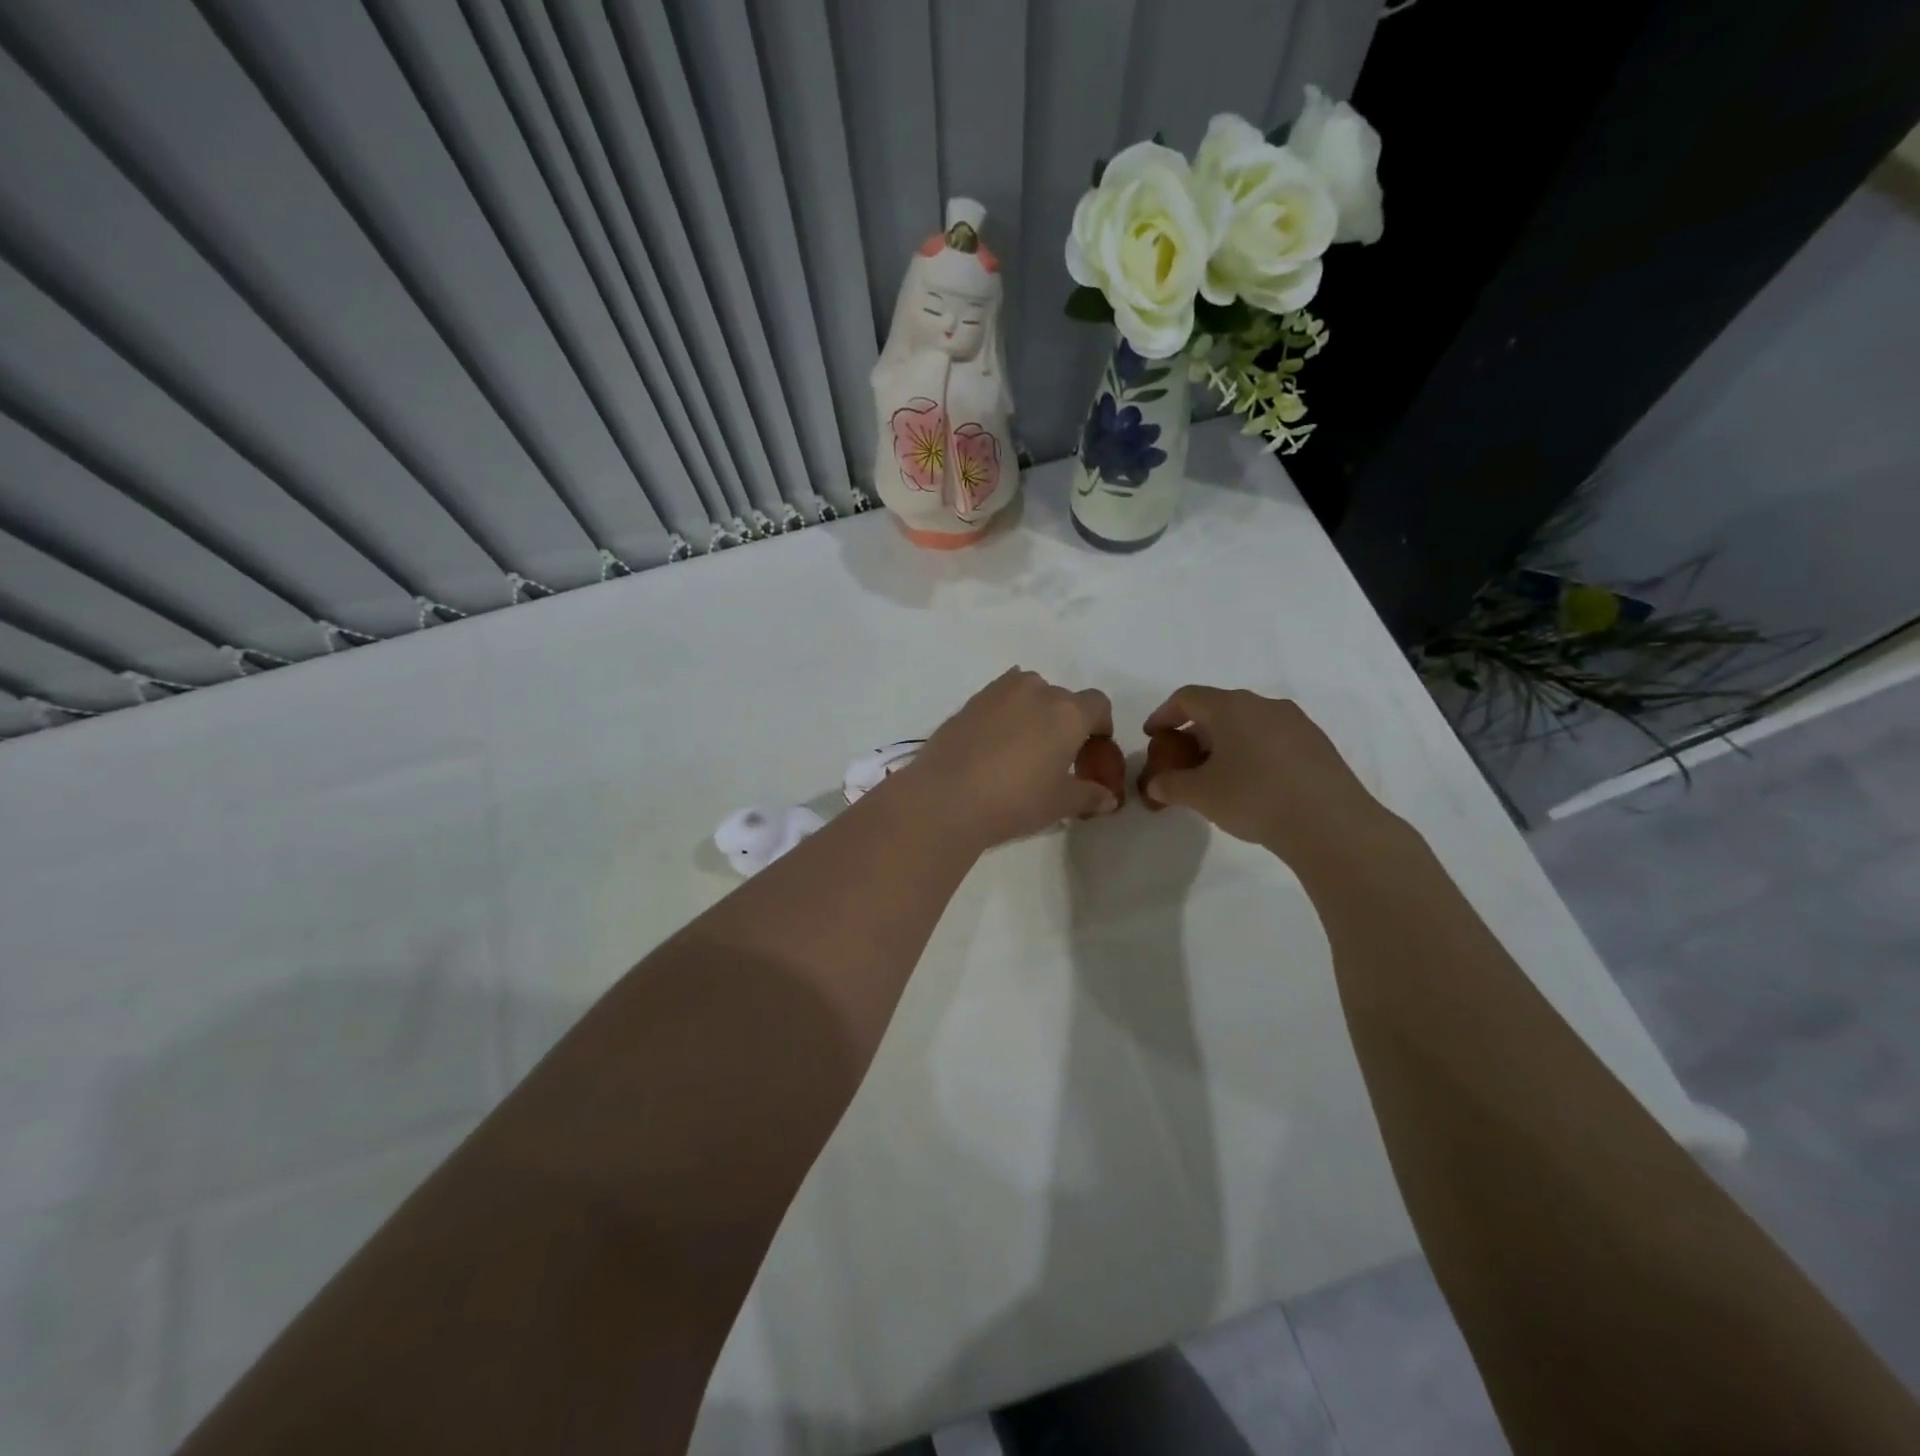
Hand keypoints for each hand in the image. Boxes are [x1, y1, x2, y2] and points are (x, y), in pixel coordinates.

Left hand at [900, 669, 1114, 848]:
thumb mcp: (1059, 803)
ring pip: (1028, 692)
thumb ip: (1088, 795)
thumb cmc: (1015, 800)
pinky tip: (993, 743)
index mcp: (1068, 712)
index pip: (1098, 704)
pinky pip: (998, 699)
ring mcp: (999, 692)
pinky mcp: (969, 702)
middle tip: (1055, 756)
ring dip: (1033, 711)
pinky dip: (1004, 713)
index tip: (1091, 750)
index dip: (1100, 725)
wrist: (947, 797)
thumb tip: (1108, 798)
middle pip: (1062, 698)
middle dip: (1065, 721)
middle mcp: (1036, 691)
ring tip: (1022, 746)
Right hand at [1140, 686, 1403, 867]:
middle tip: (1182, 761)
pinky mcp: (1318, 745)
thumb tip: (1154, 784)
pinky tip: (1252, 784)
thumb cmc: (1254, 798)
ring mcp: (1296, 723)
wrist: (1331, 824)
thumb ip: (1170, 785)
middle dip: (1194, 733)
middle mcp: (1264, 705)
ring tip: (1216, 776)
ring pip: (1248, 724)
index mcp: (1231, 707)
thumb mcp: (1200, 795)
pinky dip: (1252, 753)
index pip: (1187, 698)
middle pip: (1218, 709)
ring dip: (1225, 744)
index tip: (1153, 736)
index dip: (1164, 715)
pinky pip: (1273, 739)